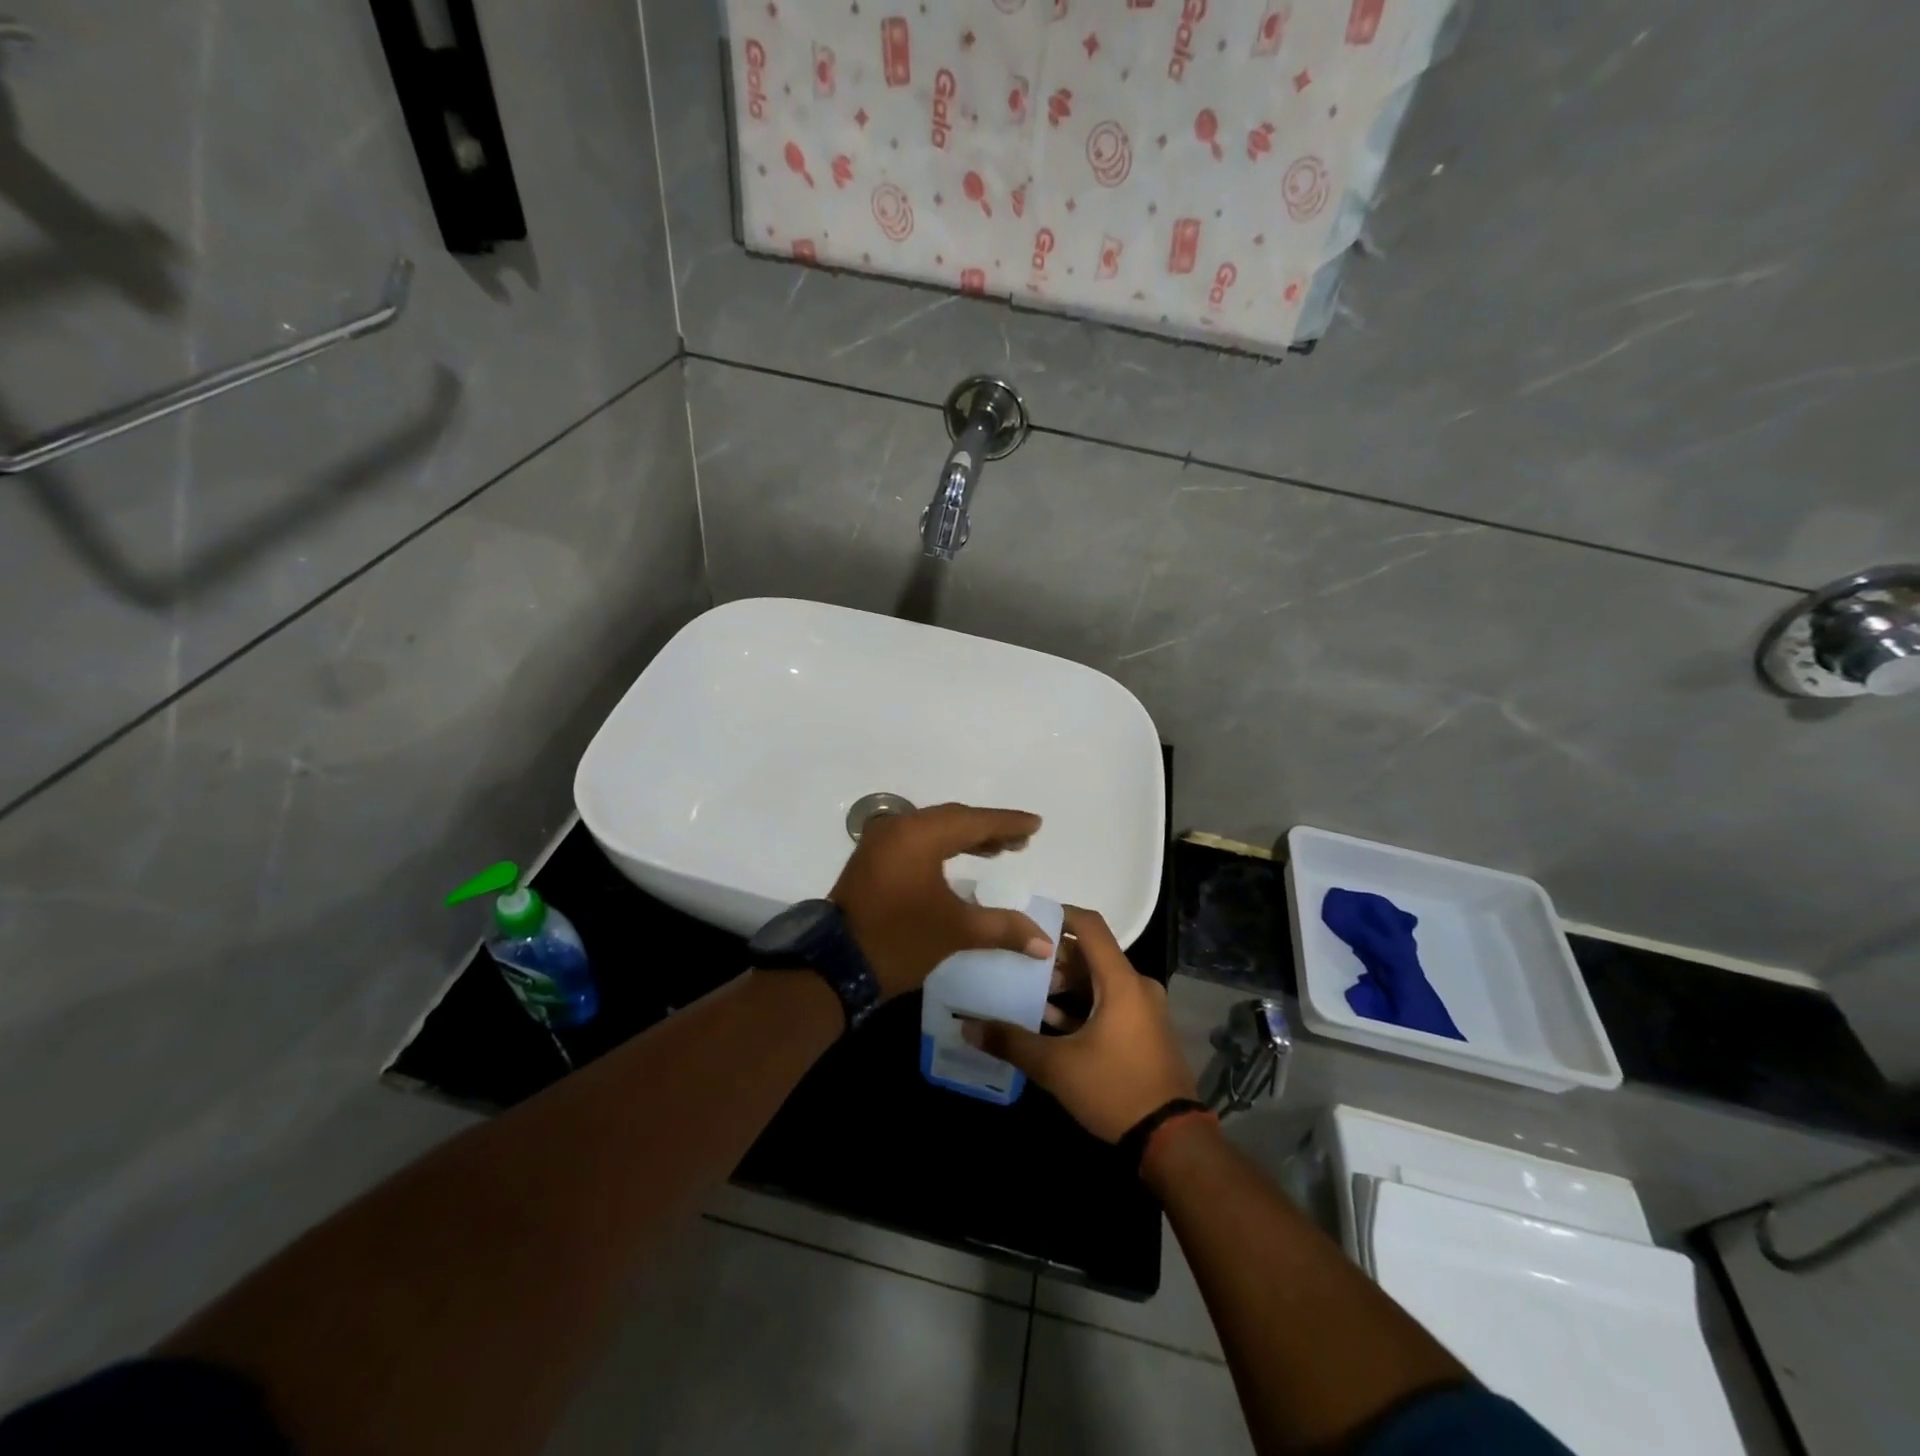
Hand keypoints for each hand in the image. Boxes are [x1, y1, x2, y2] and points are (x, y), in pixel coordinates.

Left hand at [830, 802, 1051, 1000]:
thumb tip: (1044, 943)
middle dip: (989, 829)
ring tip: (1000, 850)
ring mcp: (882, 841)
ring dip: (967, 838)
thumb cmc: (900, 940)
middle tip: (1022, 841)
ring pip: (934, 829)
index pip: (974, 821)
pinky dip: (943, 846)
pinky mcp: (873, 858)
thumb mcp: (956, 931)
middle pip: (954, 819)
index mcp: (919, 835)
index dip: (1007, 823)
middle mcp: (899, 827)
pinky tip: (961, 858)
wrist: (835, 965)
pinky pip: (917, 840)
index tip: (1036, 824)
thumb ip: (1003, 928)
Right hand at [962, 906, 1197, 1142]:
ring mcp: (1144, 1009)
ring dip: (1066, 985)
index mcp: (1121, 981)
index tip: (1027, 919)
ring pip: (1099, 981)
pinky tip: (1052, 1022)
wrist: (1172, 1140)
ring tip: (1029, 994)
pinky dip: (1083, 1005)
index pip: (1089, 925)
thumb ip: (1011, 1042)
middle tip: (1017, 963)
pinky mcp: (1145, 1030)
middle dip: (1054, 957)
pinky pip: (1110, 1002)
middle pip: (1091, 954)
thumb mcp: (1057, 1067)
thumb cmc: (1115, 1089)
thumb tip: (968, 1028)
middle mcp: (1137, 985)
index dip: (1059, 914)